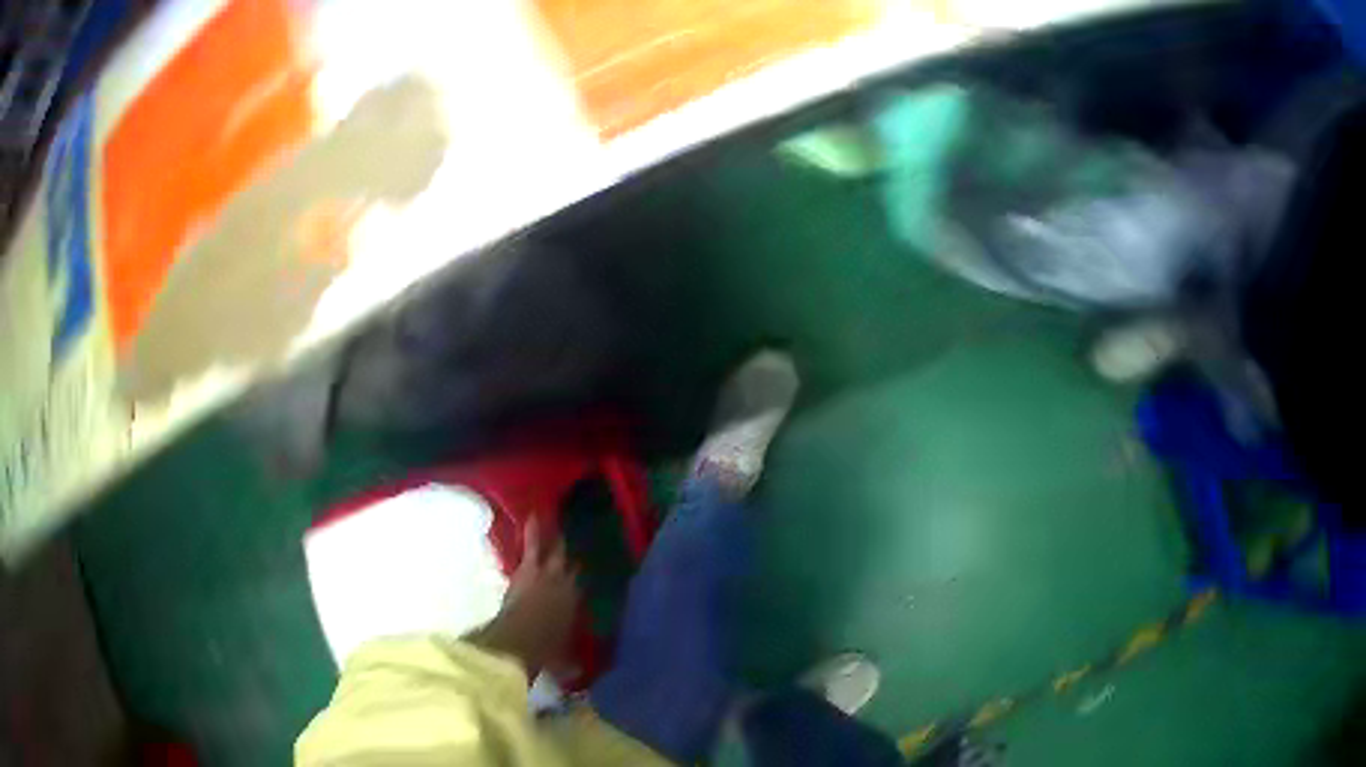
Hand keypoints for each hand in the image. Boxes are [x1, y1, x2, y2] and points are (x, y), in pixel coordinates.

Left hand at [468, 517, 579, 676]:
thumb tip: (580, 674)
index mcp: (577, 608)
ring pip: (555, 551)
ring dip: (555, 538)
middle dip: (569, 553)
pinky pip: (533, 545)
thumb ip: (572, 664)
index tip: (582, 571)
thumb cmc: (545, 652)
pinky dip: (533, 531)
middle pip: (570, 565)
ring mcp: (549, 574)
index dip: (580, 580)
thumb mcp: (563, 661)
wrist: (523, 640)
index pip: (582, 588)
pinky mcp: (529, 569)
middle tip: (573, 536)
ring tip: (556, 517)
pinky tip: (533, 515)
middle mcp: (568, 587)